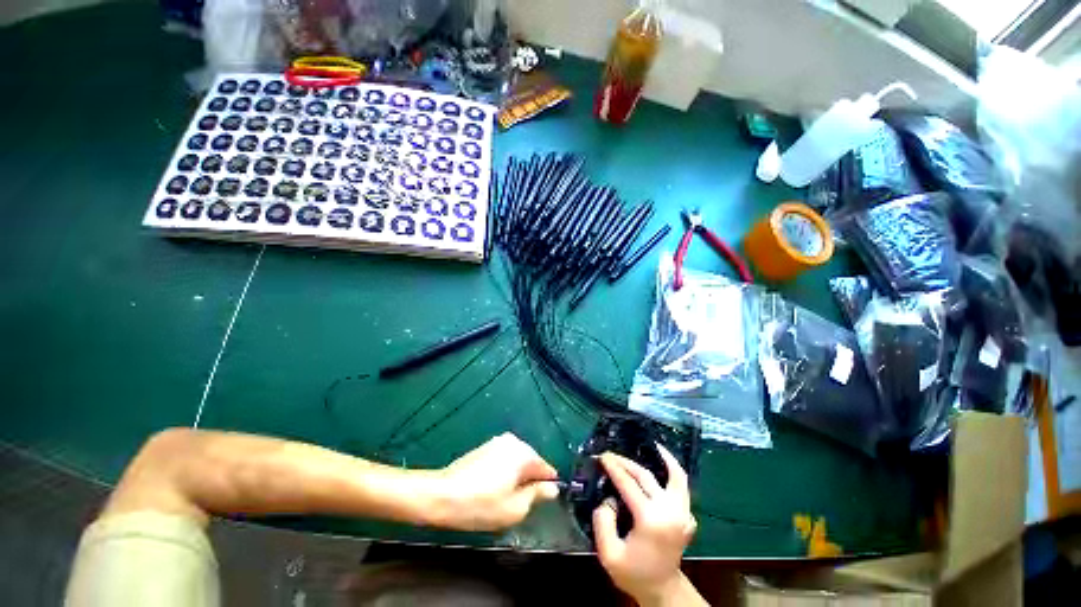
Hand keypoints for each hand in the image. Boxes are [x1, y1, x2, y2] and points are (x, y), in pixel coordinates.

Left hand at [432, 433, 558, 530]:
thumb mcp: (515, 508)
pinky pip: (503, 461)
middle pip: (531, 463)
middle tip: (518, 505)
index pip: (546, 469)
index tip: (540, 504)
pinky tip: (490, 490)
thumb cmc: (481, 504)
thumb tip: (551, 488)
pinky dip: (503, 474)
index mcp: (523, 452)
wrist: (441, 495)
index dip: (546, 487)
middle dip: (529, 482)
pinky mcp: (484, 447)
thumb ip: (537, 496)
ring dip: (515, 479)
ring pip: (516, 463)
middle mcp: (513, 441)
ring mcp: (497, 443)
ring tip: (501, 499)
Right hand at [593, 446, 698, 606]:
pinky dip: (674, 471)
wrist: (662, 589)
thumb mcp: (609, 554)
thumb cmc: (634, 573)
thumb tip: (608, 498)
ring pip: (675, 476)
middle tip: (611, 455)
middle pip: (646, 476)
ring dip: (662, 459)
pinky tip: (665, 462)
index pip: (629, 484)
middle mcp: (670, 512)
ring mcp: (683, 513)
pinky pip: (683, 486)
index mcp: (651, 520)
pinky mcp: (687, 515)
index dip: (614, 468)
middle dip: (626, 463)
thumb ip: (603, 522)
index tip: (602, 457)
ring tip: (652, 445)